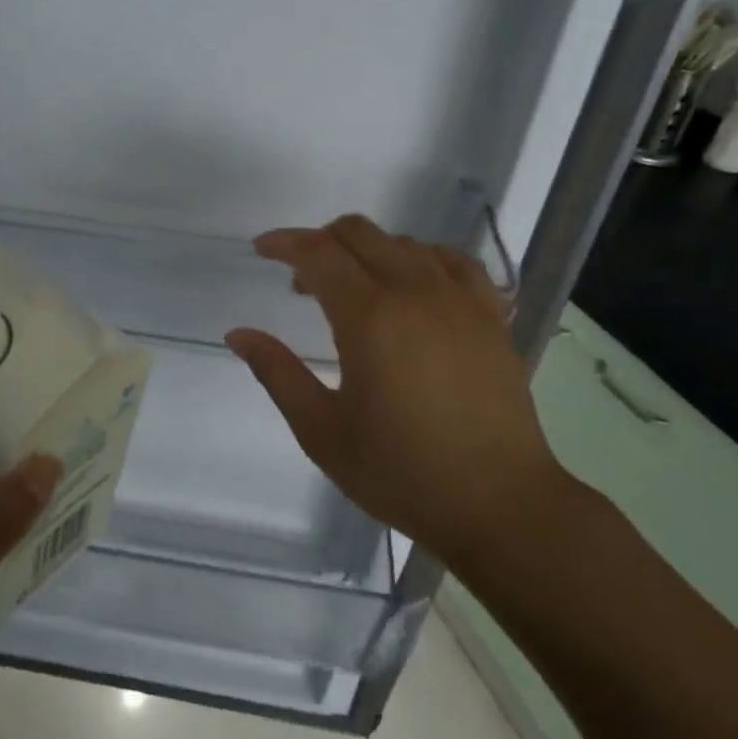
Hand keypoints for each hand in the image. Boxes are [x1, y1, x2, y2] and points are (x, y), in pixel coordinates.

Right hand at [224, 215, 568, 569]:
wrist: (499, 504)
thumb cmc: (401, 472)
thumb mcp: (322, 431)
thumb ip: (277, 373)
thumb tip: (238, 334)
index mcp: (370, 317)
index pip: (319, 253)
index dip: (285, 243)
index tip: (262, 249)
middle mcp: (416, 292)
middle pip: (361, 234)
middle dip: (322, 242)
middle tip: (302, 284)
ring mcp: (460, 300)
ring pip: (405, 243)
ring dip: (367, 251)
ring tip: (353, 293)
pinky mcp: (490, 316)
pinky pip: (453, 261)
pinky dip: (421, 259)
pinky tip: (413, 287)